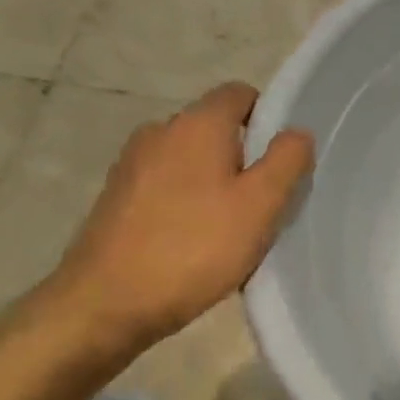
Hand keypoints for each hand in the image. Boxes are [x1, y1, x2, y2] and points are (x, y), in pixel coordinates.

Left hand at [46, 82, 314, 358]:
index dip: (268, 119)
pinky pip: (166, 187)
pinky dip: (186, 204)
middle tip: (263, 205)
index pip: (240, 94)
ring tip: (230, 231)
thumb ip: (288, 160)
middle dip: (244, 159)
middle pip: (216, 130)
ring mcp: (132, 165)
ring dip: (215, 185)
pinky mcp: (116, 199)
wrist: (103, 306)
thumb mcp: (261, 204)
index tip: (282, 161)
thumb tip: (296, 133)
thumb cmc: (194, 248)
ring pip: (191, 161)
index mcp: (197, 124)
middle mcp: (160, 132)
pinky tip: (194, 246)